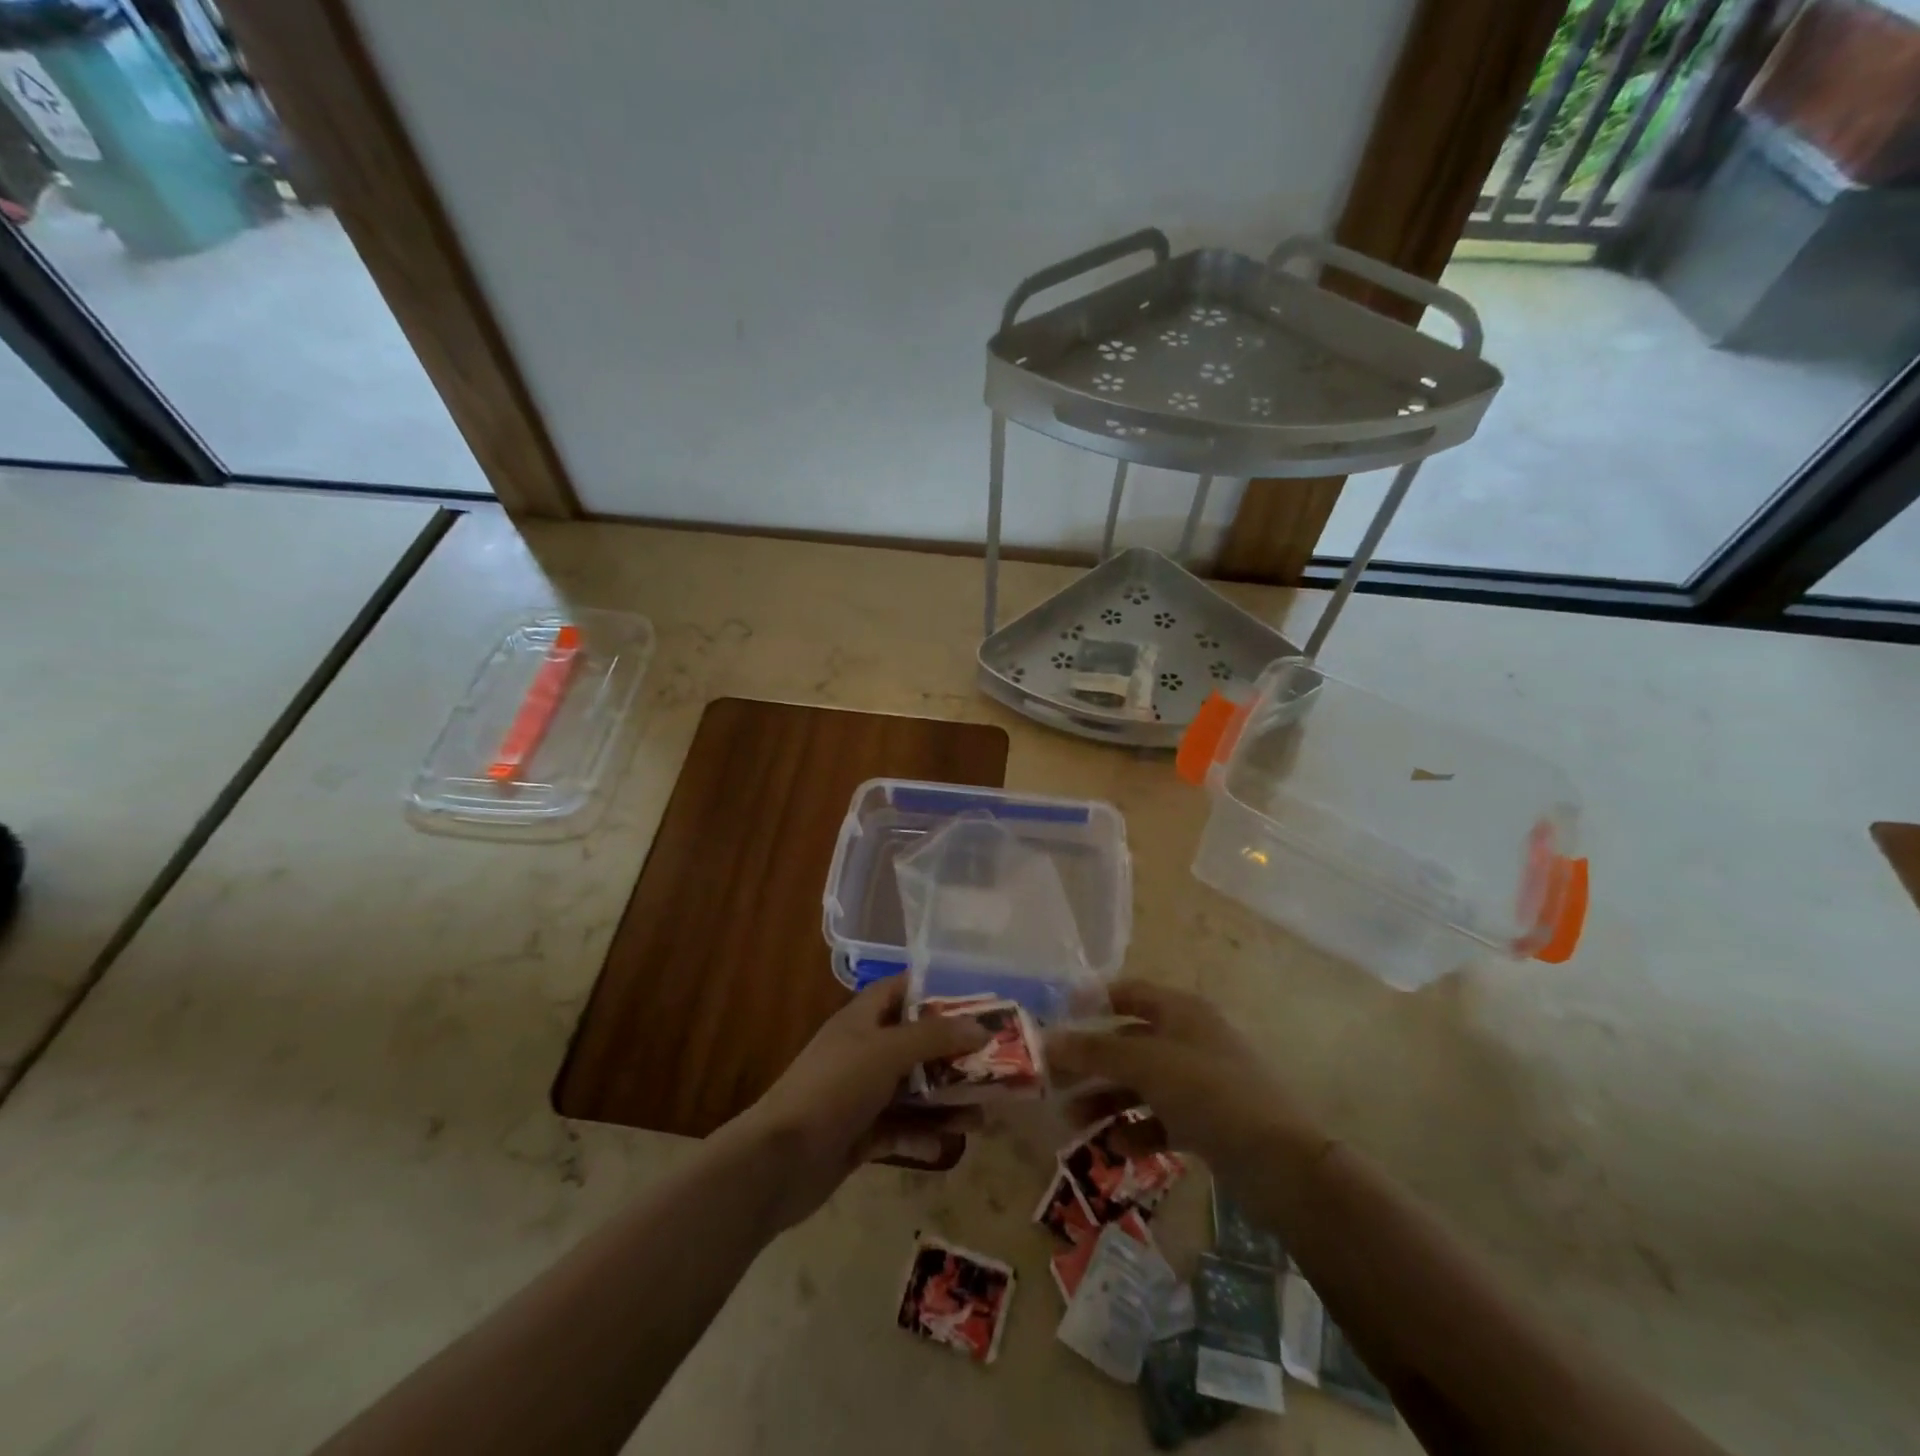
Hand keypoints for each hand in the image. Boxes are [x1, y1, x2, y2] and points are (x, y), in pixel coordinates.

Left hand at [728, 978, 987, 1229]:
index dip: (936, 991)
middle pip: (915, 1044)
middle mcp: (863, 1051)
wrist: (779, 1160)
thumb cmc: (834, 1087)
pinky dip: (924, 1134)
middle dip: (953, 1054)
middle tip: (994, 1062)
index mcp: (862, 1019)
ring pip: (913, 1090)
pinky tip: (951, 1144)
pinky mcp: (859, 1134)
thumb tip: (980, 1027)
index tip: (977, 1000)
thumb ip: (934, 1037)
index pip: (902, 990)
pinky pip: (900, 1128)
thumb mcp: (887, 1051)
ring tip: (984, 1112)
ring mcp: (860, 1094)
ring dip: (946, 1100)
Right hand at [1049, 981, 1321, 1172]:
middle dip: (1091, 1061)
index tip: (1055, 1021)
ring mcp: (1199, 1082)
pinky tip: (1114, 1148)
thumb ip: (1096, 1051)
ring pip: (1141, 1082)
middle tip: (1053, 1080)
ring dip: (1107, 1098)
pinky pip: (1159, 1118)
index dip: (1092, 1002)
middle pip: (1129, 1041)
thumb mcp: (1147, 1064)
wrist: (1280, 1164)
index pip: (1128, 993)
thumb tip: (1048, 1041)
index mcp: (1181, 1010)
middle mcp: (1189, 1038)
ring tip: (1072, 1120)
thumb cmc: (1209, 1093)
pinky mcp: (1206, 1122)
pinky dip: (1135, 1129)